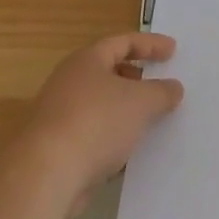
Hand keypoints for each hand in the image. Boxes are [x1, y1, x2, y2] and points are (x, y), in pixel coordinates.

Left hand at [19, 33, 183, 209]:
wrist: (45, 176)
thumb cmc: (96, 123)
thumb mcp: (141, 102)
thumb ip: (162, 92)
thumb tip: (174, 88)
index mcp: (88, 60)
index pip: (123, 42)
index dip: (150, 44)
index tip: (173, 51)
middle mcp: (70, 82)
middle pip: (108, 72)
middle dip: (136, 78)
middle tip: (159, 84)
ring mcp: (60, 116)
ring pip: (101, 106)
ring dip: (125, 112)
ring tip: (151, 120)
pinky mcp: (57, 149)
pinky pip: (93, 135)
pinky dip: (113, 139)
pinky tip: (130, 155)